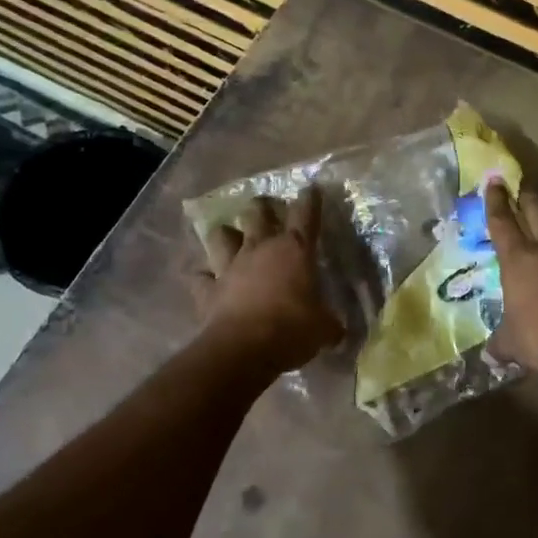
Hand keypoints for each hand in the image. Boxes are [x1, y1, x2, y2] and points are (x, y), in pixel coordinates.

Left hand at [195, 188, 343, 370]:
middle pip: (257, 213)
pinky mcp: (208, 289)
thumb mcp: (324, 329)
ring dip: (225, 235)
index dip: (309, 200)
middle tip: (265, 208)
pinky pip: (199, 277)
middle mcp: (261, 249)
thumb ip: (329, 323)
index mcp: (295, 250)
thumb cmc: (292, 329)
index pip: (305, 215)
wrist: (244, 349)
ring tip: (228, 236)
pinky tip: (203, 278)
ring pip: (220, 236)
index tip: (310, 188)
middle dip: (261, 207)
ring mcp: (230, 267)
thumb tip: (338, 330)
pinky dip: (201, 277)